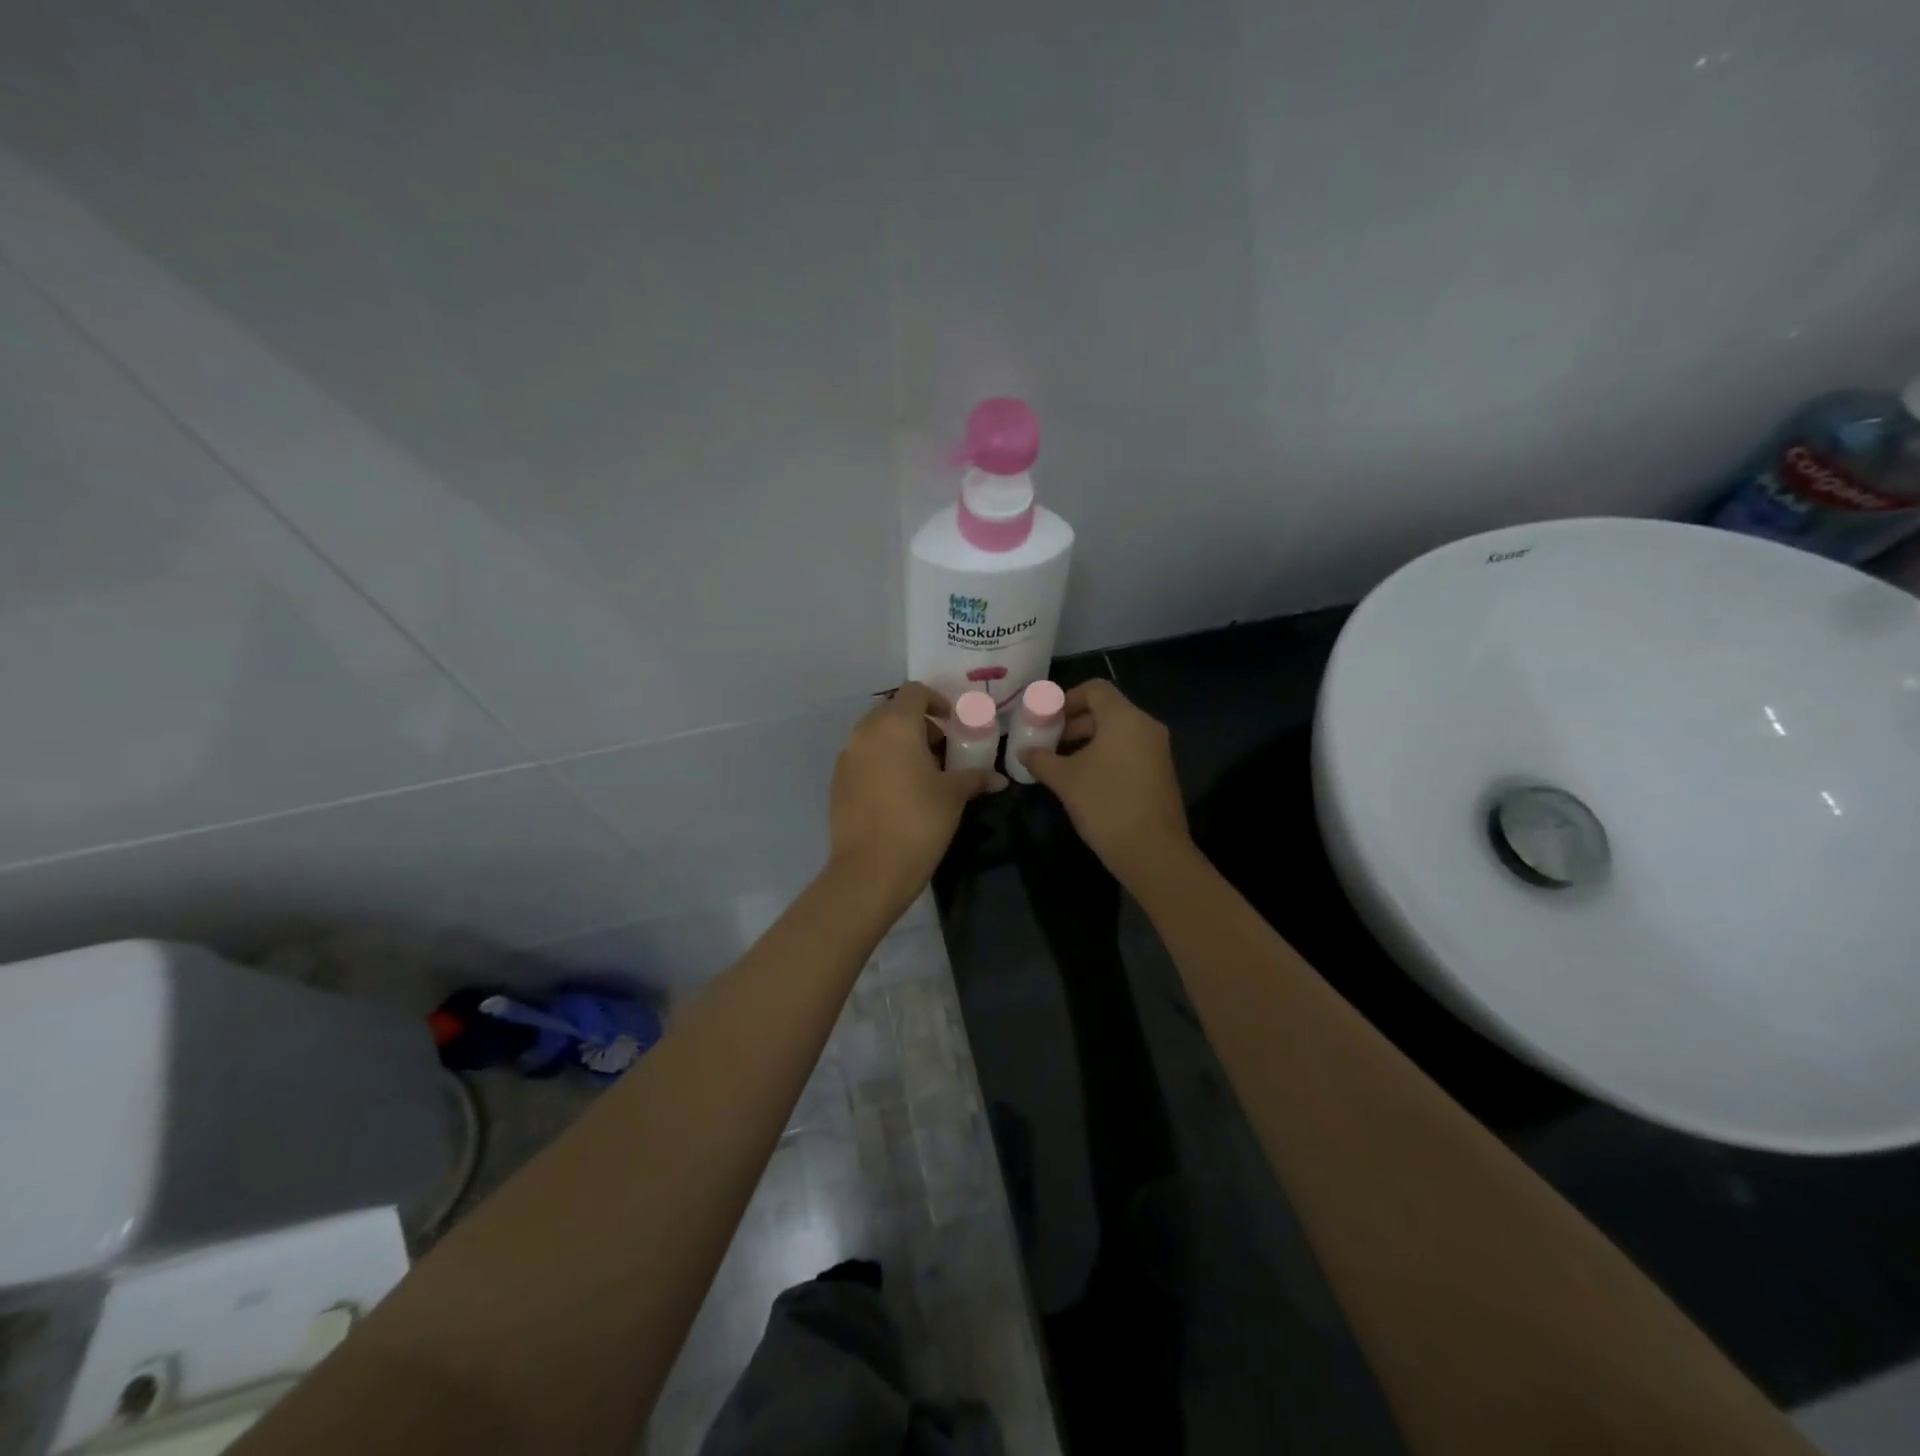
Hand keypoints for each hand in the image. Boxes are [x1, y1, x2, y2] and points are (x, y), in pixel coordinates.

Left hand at [829, 682, 1001, 901]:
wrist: (870, 870)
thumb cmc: (919, 822)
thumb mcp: (953, 796)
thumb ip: (974, 777)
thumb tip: (998, 778)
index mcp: (895, 725)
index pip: (915, 692)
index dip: (936, 702)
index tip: (952, 724)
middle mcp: (865, 732)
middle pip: (893, 712)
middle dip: (919, 725)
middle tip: (941, 751)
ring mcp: (847, 757)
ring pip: (876, 736)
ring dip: (899, 744)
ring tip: (922, 775)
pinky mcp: (837, 781)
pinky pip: (863, 759)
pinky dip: (882, 763)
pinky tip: (898, 794)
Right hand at [1021, 679, 1192, 886]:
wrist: (1152, 851)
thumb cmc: (1106, 804)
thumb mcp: (1065, 779)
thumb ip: (1041, 759)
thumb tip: (1024, 752)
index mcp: (1125, 718)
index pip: (1095, 689)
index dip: (1067, 698)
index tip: (1046, 717)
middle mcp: (1146, 726)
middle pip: (1106, 710)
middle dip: (1074, 722)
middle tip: (1048, 740)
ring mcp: (1157, 750)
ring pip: (1117, 732)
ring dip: (1088, 740)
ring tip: (1061, 762)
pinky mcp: (1160, 772)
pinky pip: (1128, 750)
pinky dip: (1105, 754)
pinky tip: (1084, 779)